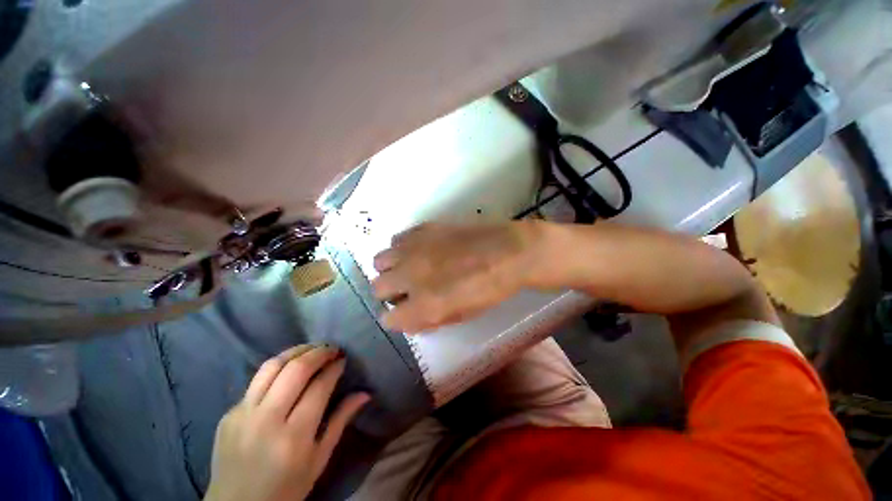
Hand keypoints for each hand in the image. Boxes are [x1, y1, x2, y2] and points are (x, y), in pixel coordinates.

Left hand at [204, 345, 369, 500]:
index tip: (343, 359)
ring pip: (272, 366)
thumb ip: (340, 421)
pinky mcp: (229, 414)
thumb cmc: (286, 489)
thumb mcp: (319, 459)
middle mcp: (266, 420)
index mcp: (294, 437)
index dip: (334, 367)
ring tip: (312, 349)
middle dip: (319, 352)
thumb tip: (365, 393)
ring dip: (296, 351)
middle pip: (295, 370)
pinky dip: (277, 369)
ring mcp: (243, 415)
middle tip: (332, 348)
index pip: (319, 386)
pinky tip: (287, 371)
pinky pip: (256, 381)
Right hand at [371, 222, 542, 332]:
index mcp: (424, 304)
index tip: (404, 314)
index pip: (389, 319)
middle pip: (378, 288)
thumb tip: (409, 318)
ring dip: (391, 269)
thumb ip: (430, 319)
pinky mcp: (422, 229)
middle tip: (406, 291)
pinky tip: (418, 251)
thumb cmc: (489, 289)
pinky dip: (402, 249)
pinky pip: (397, 240)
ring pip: (380, 261)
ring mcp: (414, 249)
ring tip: (409, 268)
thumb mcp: (461, 315)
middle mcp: (411, 276)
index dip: (396, 319)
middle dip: (389, 294)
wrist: (507, 252)